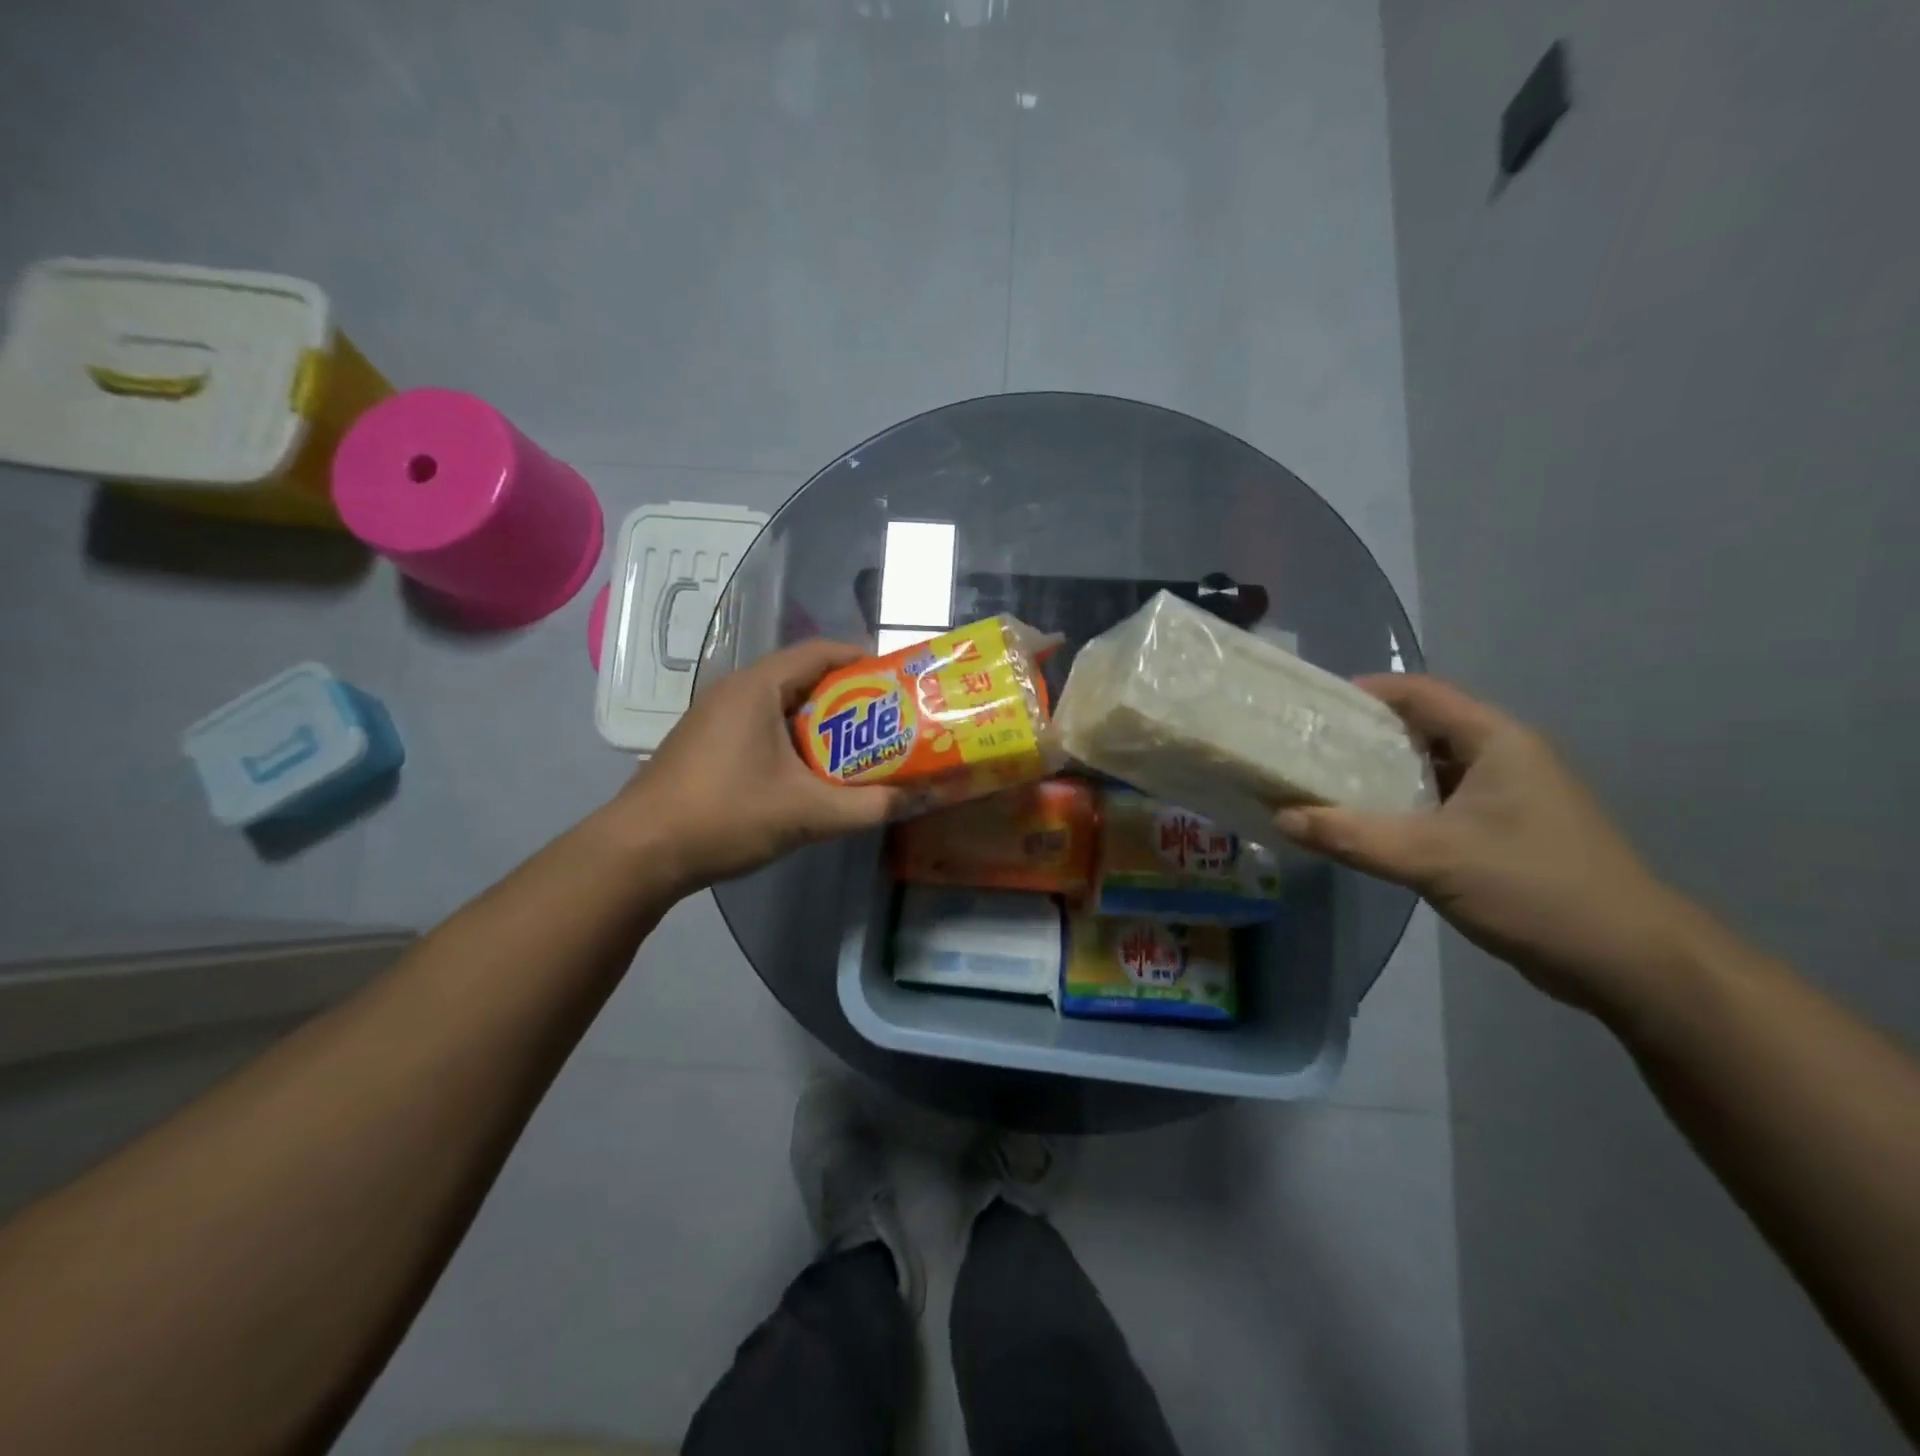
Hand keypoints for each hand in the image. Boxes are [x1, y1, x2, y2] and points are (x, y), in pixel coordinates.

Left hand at [605, 640, 900, 892]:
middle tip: (888, 722)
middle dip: (849, 698)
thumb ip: (870, 806)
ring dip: (821, 725)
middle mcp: (734, 691)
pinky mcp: (705, 745)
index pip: (821, 652)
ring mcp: (714, 718)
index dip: (863, 660)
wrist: (639, 853)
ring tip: (859, 749)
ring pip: (781, 707)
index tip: (898, 683)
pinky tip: (811, 775)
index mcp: (757, 687)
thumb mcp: (807, 813)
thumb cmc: (725, 816)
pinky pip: (761, 728)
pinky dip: (793, 741)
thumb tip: (922, 797)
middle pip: (803, 679)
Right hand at [1274, 674, 1686, 1014]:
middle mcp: (1502, 758)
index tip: (1313, 706)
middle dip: (1363, 735)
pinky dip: (1399, 807)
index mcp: (1496, 741)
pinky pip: (1439, 804)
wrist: (1629, 961)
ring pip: (1428, 770)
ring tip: (1322, 783)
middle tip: (1307, 747)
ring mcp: (1506, 797)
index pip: (1422, 694)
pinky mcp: (1503, 833)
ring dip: (1379, 775)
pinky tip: (1364, 825)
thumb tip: (1279, 816)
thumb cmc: (1534, 887)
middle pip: (1422, 728)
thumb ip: (1351, 836)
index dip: (1366, 692)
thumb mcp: (1431, 858)